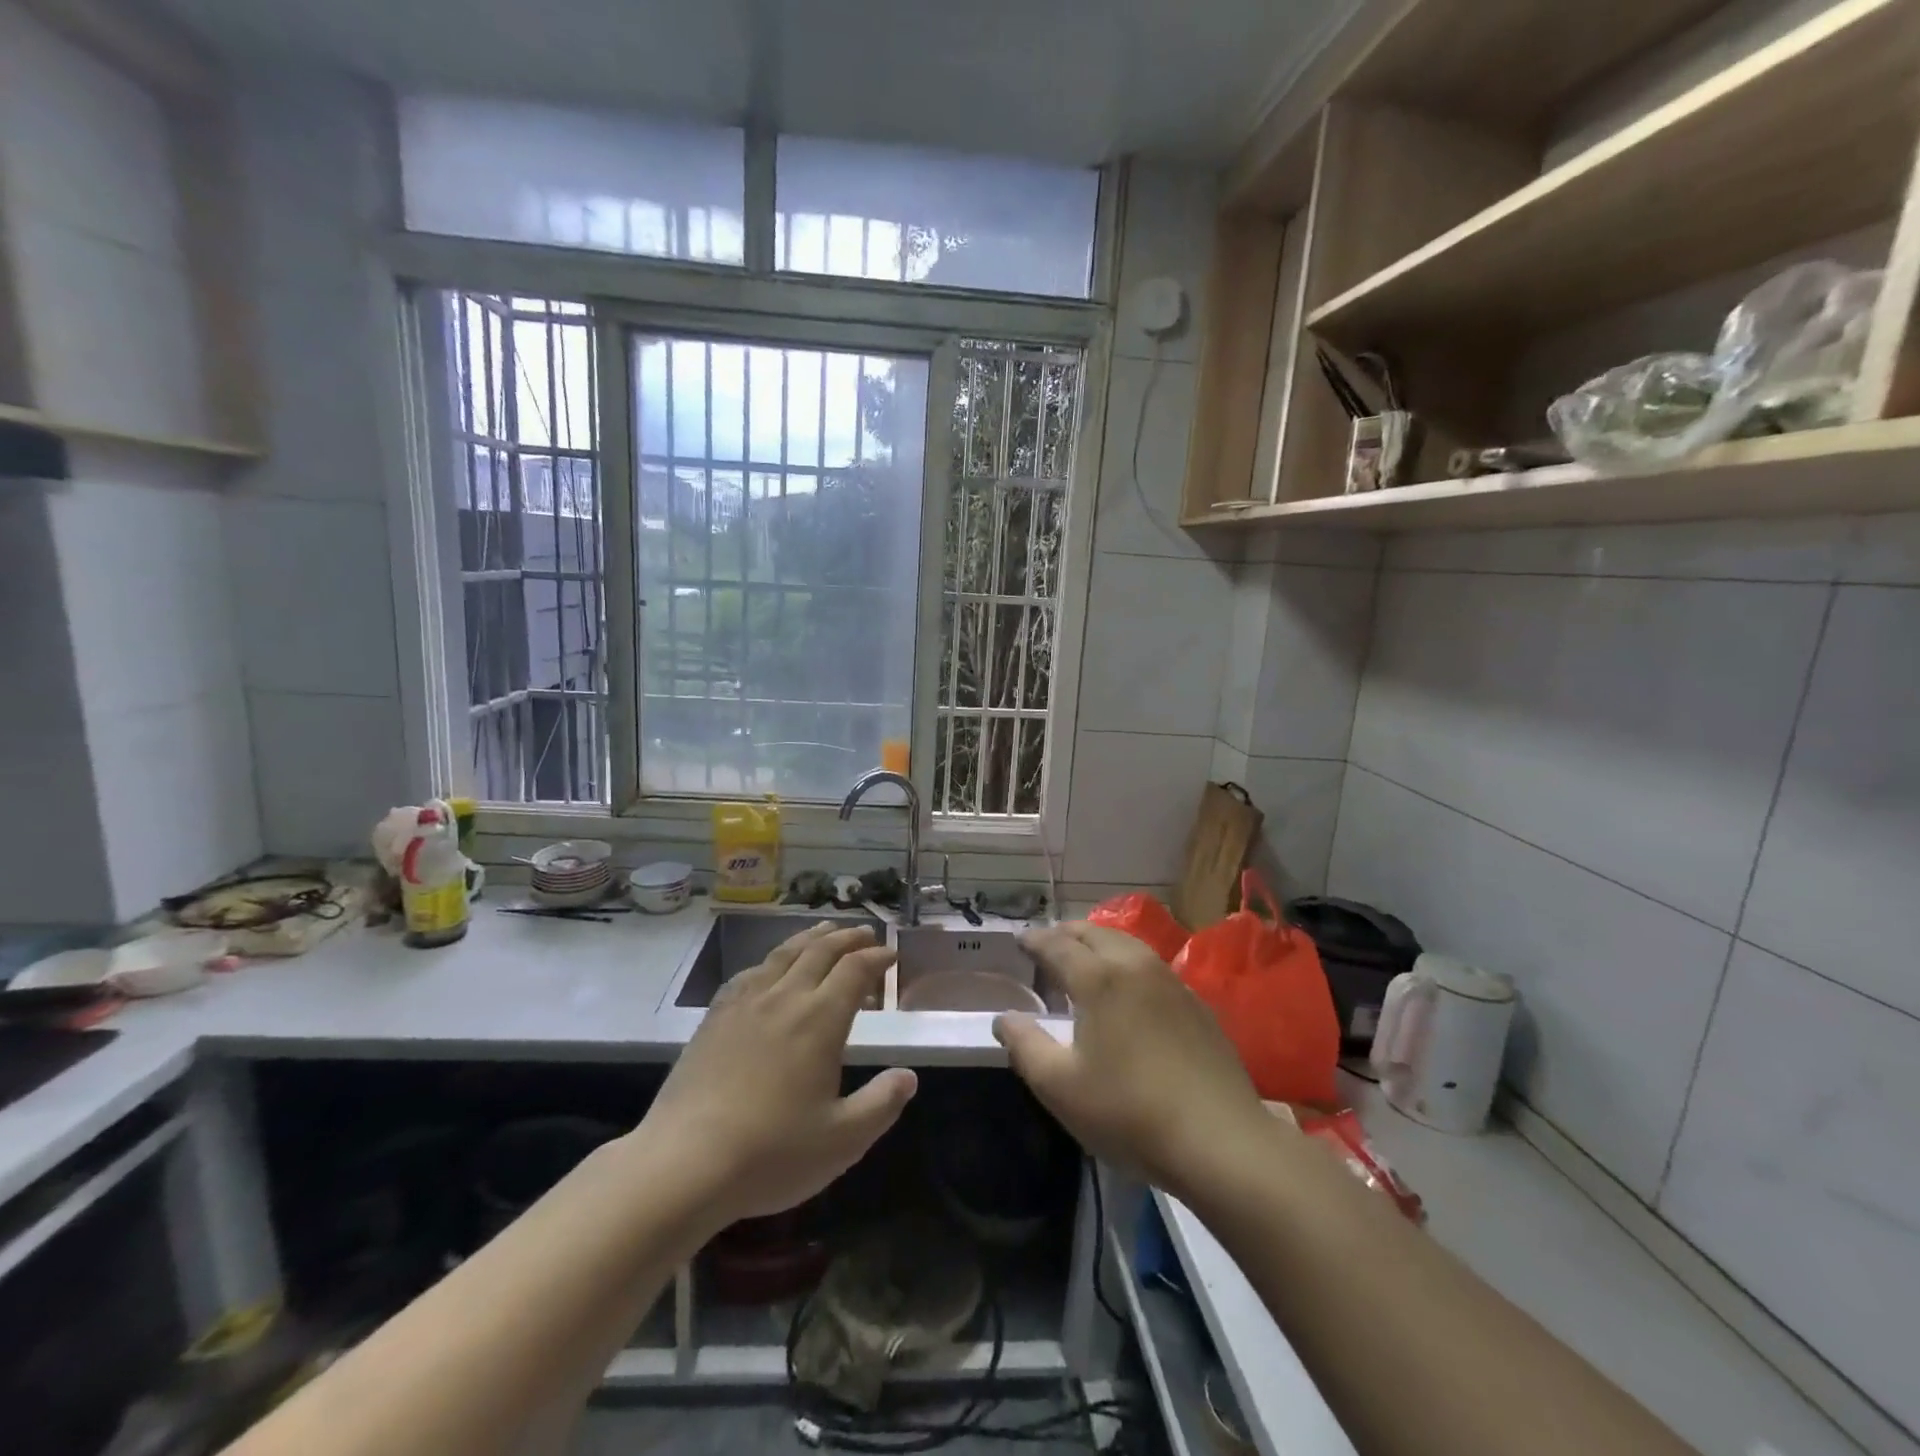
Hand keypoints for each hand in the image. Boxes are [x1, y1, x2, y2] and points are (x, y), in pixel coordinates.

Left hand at [645, 922, 916, 1229]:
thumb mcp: (842, 1140)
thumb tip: (908, 1076)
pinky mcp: (714, 1018)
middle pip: (821, 951)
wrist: (684, 1163)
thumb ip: (881, 1104)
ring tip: (825, 930)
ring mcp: (745, 1004)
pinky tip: (770, 967)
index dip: (877, 957)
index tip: (891, 955)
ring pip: (784, 954)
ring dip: (811, 938)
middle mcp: (785, 998)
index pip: (855, 970)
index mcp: (820, 1019)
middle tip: (865, 933)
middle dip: (848, 938)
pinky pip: (749, 973)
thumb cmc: (771, 1153)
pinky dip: (771, 960)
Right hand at [994, 922, 1270, 1200]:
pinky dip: (1127, 962)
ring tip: (1084, 960)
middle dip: (1066, 933)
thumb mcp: (1060, 1087)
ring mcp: (1172, 981)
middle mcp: (1135, 965)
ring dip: (1099, 943)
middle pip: (1094, 932)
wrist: (1220, 1140)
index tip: (1018, 941)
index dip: (1034, 940)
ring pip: (1127, 944)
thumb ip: (1025, 1046)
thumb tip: (1004, 1018)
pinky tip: (1128, 989)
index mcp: (1098, 978)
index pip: (1057, 944)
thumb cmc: (1129, 1111)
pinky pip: (1151, 965)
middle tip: (1048, 945)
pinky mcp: (1197, 1004)